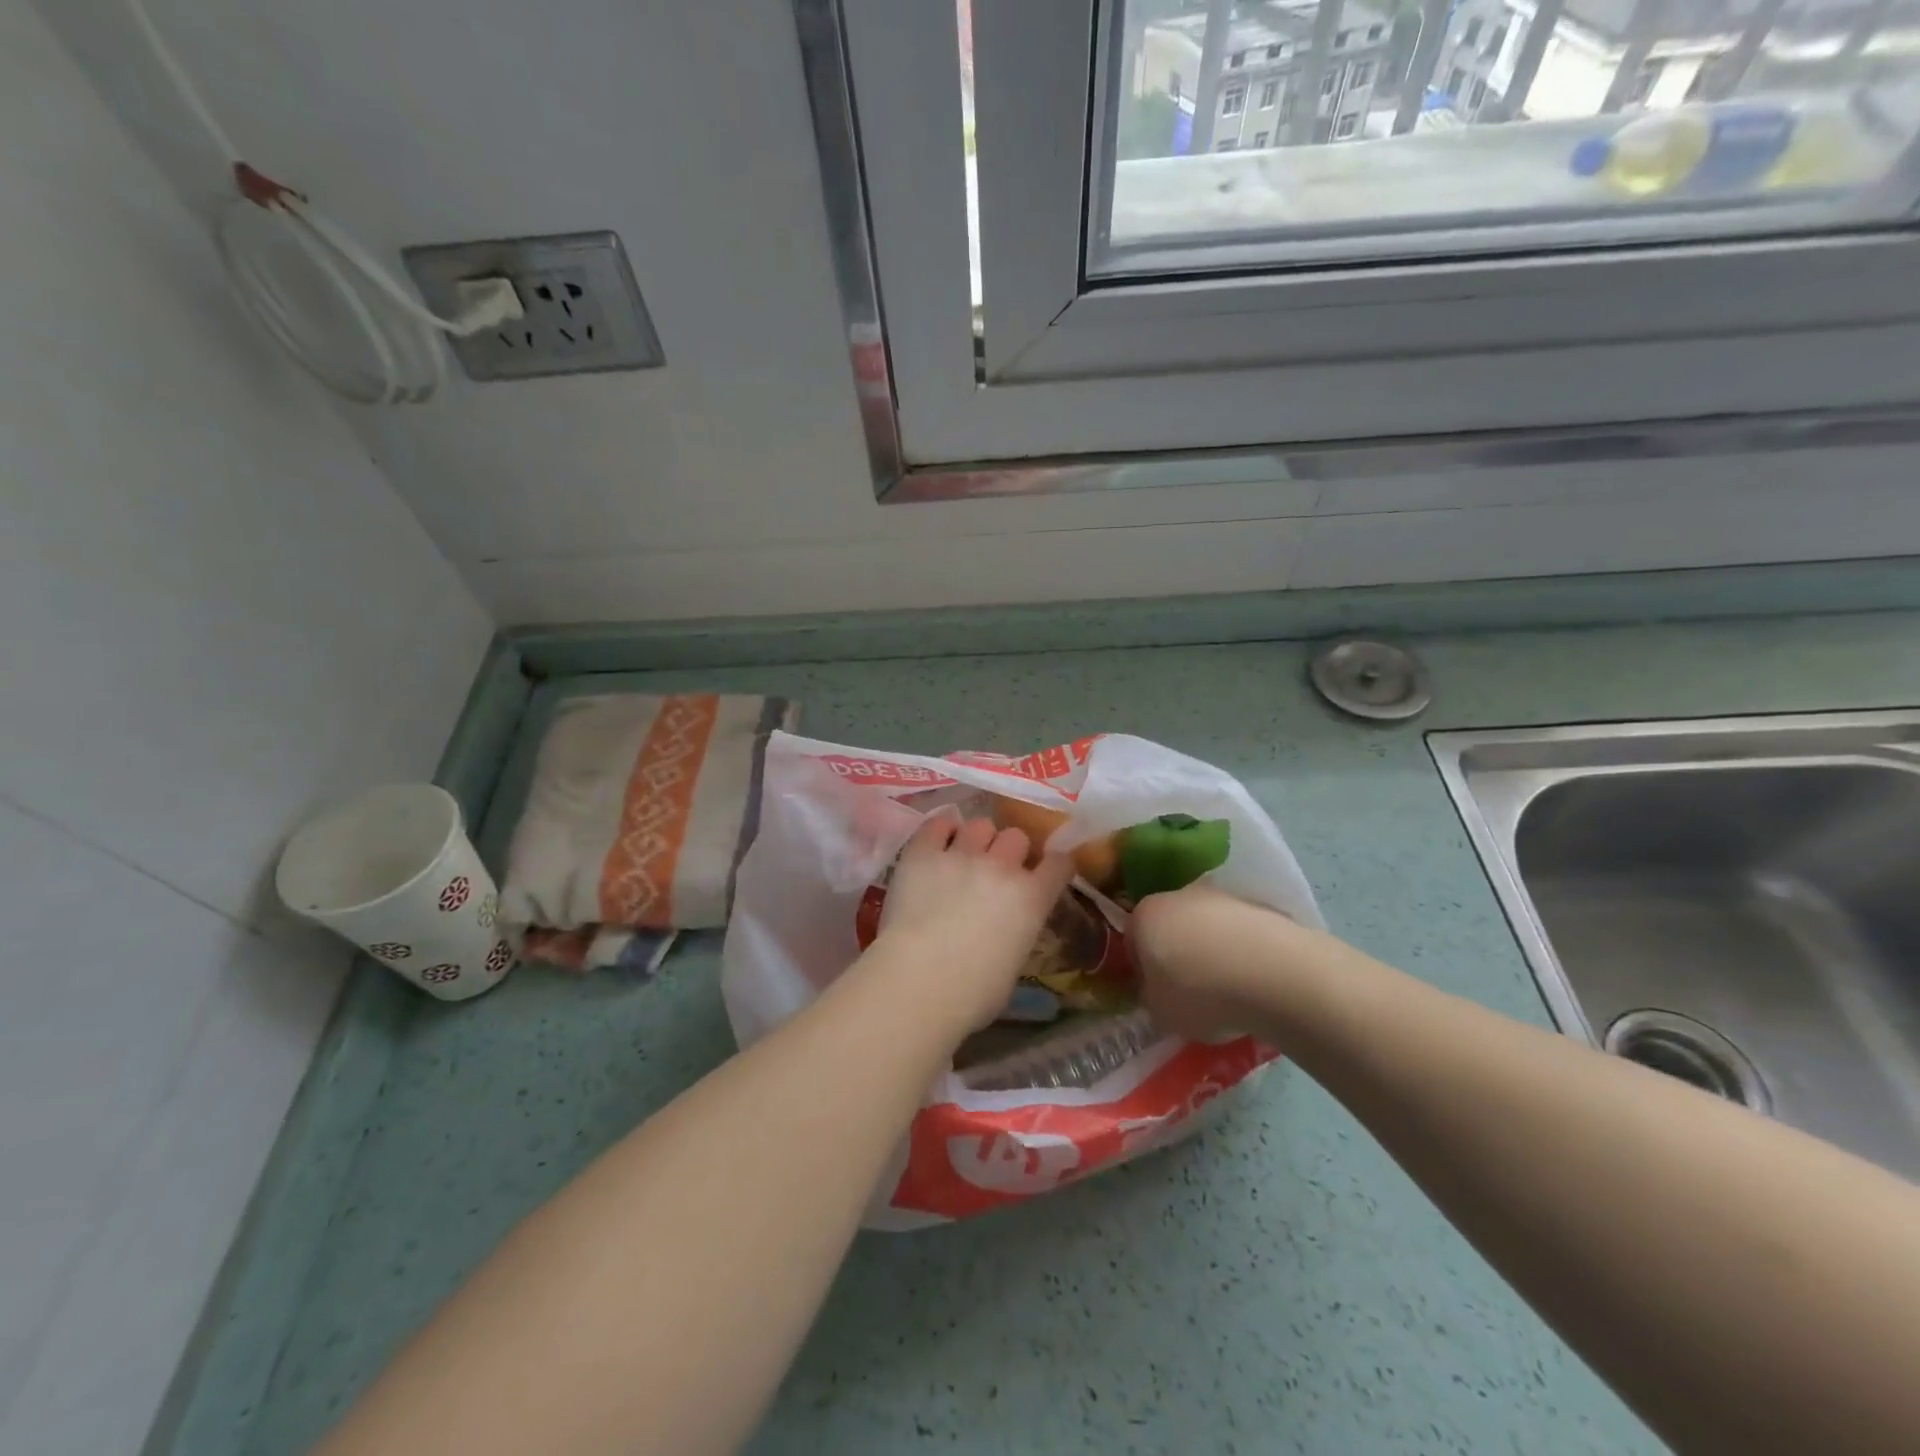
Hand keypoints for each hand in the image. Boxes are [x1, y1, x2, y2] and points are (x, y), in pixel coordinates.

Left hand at [877, 815, 1074, 1031]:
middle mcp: (1002, 867)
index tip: (1048, 870)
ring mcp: (961, 854)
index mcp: (1032, 898)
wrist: (919, 982)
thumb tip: (1006, 927)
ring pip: (980, 825)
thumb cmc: (972, 993)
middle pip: (1017, 837)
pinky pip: (938, 824)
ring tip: (964, 854)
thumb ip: (1017, 931)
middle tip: (996, 869)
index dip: (1054, 865)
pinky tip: (938, 842)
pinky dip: (942, 830)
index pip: (1059, 863)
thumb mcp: (1013, 963)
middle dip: (1010, 851)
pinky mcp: (923, 852)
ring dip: (977, 839)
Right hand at [1129, 883, 1293, 1041]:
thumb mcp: (1159, 1011)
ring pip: (1206, 926)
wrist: (1274, 974)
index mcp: (1144, 915)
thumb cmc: (1201, 993)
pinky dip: (1242, 952)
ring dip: (1211, 950)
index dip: (1142, 968)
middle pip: (1170, 925)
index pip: (1132, 939)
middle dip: (1177, 953)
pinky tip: (1254, 981)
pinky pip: (1239, 933)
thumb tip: (1157, 988)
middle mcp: (1178, 895)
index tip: (1155, 992)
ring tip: (1229, 989)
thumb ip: (1151, 995)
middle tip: (1190, 990)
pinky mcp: (1258, 906)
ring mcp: (1221, 897)